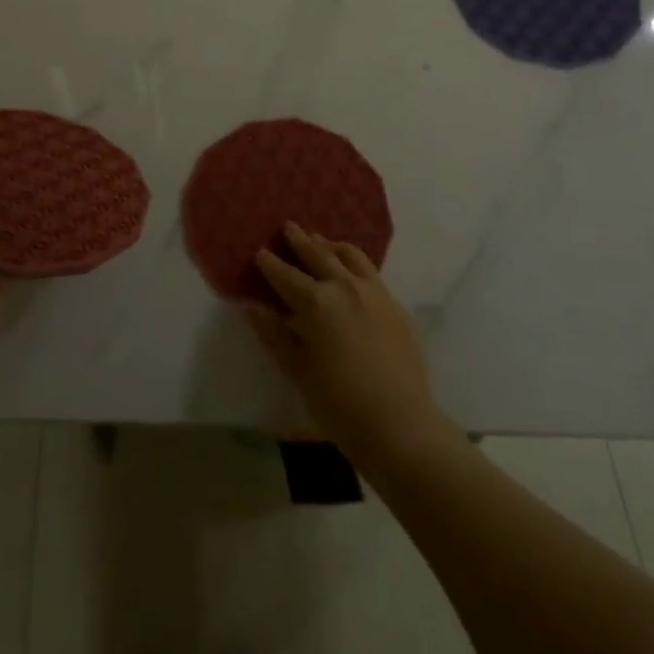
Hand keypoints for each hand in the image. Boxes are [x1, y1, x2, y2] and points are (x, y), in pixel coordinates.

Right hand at [246, 222, 444, 464]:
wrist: (401, 426)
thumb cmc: (339, 404)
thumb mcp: (297, 371)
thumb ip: (274, 334)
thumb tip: (252, 306)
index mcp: (316, 302)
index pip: (285, 275)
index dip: (269, 263)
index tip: (259, 252)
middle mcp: (345, 287)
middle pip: (318, 254)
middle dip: (300, 241)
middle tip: (288, 227)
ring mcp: (375, 293)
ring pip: (350, 255)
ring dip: (330, 245)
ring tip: (320, 241)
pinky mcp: (396, 305)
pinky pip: (371, 272)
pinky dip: (355, 262)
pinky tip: (351, 270)